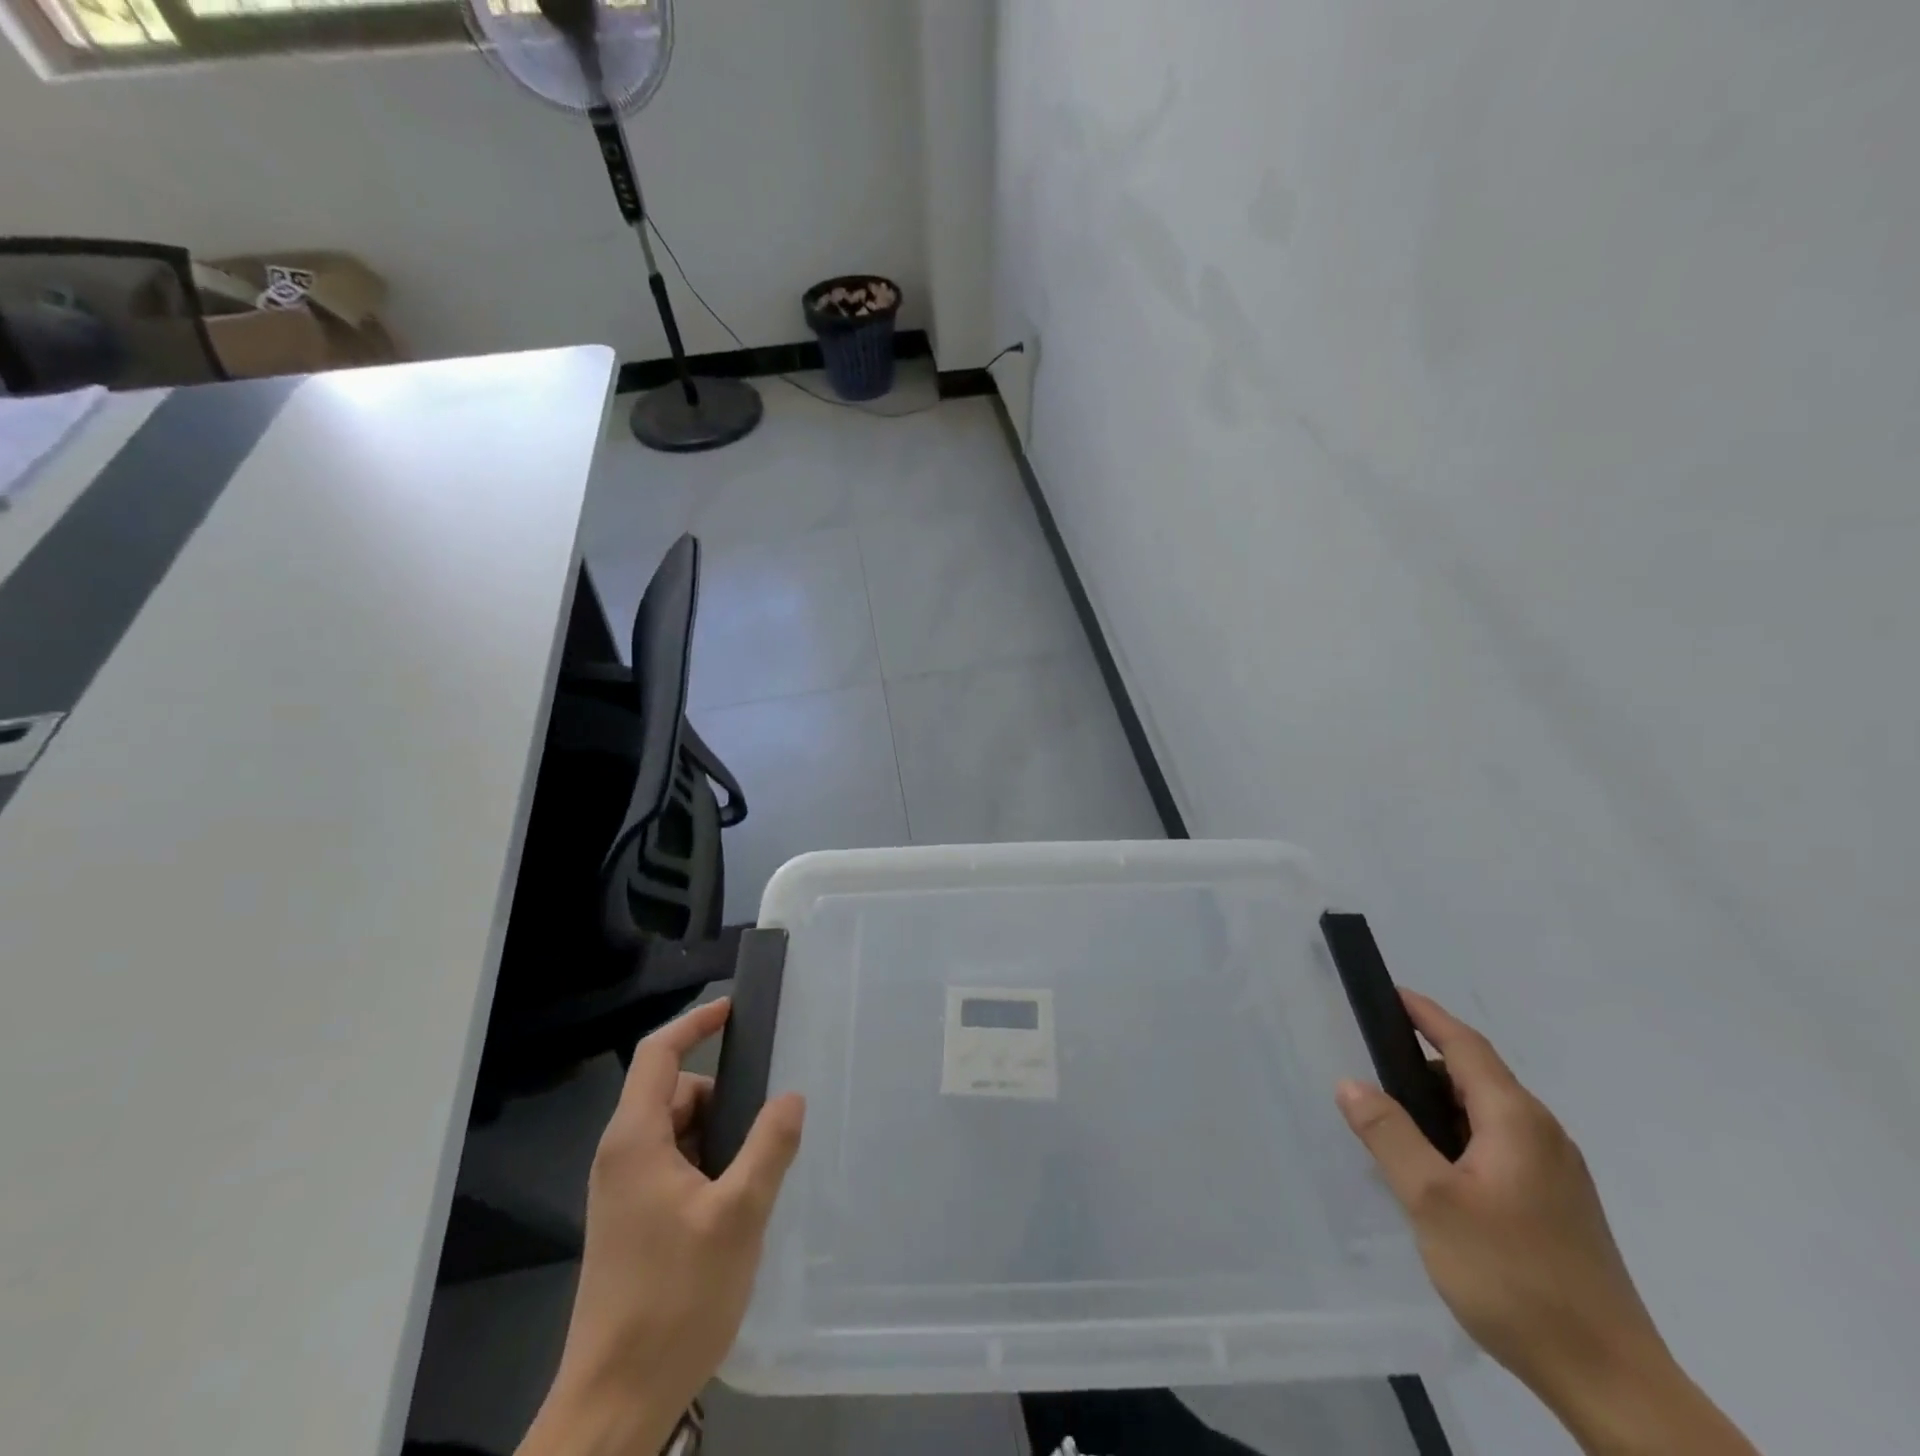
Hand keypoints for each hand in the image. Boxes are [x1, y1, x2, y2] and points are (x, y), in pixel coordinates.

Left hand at [521, 998, 804, 1455]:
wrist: (615, 1401)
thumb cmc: (674, 1299)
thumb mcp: (738, 1216)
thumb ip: (768, 1147)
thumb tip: (791, 1096)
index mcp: (635, 1140)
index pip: (658, 1053)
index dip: (695, 1022)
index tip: (735, 1009)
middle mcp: (623, 1155)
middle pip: (674, 1092)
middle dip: (722, 1095)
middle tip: (767, 1125)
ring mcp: (625, 1190)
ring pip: (678, 1131)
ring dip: (719, 1136)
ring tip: (756, 1173)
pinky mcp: (633, 1220)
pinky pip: (675, 1164)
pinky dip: (708, 1164)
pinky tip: (737, 1201)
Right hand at [1334, 991, 1665, 1408]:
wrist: (1610, 1381)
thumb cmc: (1514, 1275)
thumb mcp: (1432, 1200)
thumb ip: (1388, 1134)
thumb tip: (1351, 1083)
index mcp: (1517, 1121)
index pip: (1465, 1046)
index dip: (1426, 1015)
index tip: (1391, 993)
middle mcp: (1543, 1135)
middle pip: (1475, 1077)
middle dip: (1422, 1066)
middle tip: (1371, 1075)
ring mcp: (1557, 1173)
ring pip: (1486, 1116)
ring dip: (1439, 1107)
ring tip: (1394, 1129)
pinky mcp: (1558, 1206)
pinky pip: (1498, 1147)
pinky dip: (1458, 1139)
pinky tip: (1435, 1174)